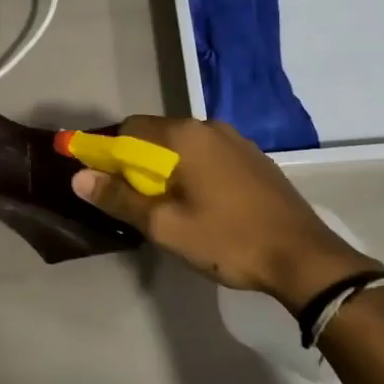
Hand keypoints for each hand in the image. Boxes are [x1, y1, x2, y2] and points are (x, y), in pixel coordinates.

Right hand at [72, 115, 379, 308]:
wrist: (304, 257)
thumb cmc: (228, 240)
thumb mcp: (165, 226)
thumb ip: (120, 198)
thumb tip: (79, 177)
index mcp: (184, 136)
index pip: (130, 129)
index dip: (110, 154)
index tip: (107, 186)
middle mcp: (209, 126)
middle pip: (157, 136)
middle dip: (139, 165)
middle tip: (139, 205)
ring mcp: (237, 140)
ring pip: (185, 147)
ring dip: (168, 170)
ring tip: (172, 209)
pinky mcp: (254, 158)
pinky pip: (209, 156)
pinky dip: (194, 172)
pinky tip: (204, 206)